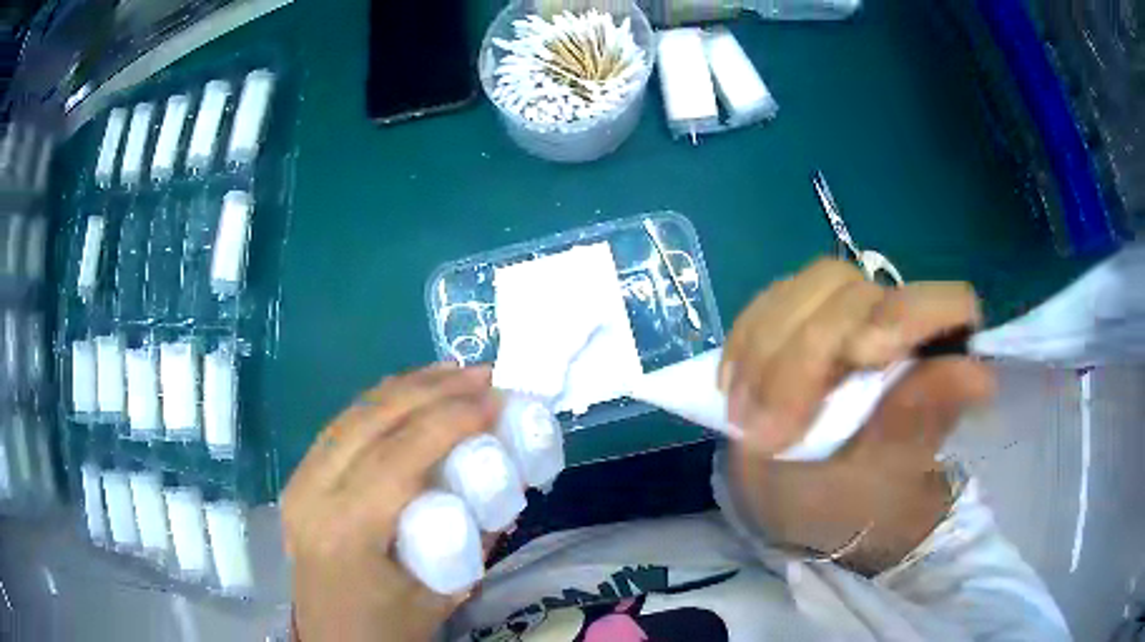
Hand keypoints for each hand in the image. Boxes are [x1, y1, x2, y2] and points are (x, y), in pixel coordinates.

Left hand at [282, 364, 500, 641]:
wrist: (331, 639)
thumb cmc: (388, 626)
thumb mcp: (444, 594)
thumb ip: (476, 535)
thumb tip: (507, 475)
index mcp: (347, 533)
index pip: (398, 458)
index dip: (449, 419)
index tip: (496, 399)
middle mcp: (313, 495)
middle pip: (372, 422)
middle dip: (433, 390)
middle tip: (484, 376)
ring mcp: (300, 480)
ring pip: (354, 414)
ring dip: (408, 386)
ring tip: (455, 373)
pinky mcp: (300, 477)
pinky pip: (342, 425)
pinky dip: (382, 400)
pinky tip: (412, 391)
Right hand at [721, 259, 994, 574]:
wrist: (807, 503)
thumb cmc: (854, 503)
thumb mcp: (882, 476)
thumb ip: (918, 420)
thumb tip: (980, 374)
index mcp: (934, 356)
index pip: (941, 302)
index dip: (903, 317)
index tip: (858, 361)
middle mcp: (897, 321)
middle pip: (854, 291)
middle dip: (805, 356)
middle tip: (768, 431)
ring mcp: (846, 314)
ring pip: (807, 288)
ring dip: (766, 349)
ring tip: (744, 414)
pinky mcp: (801, 317)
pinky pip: (768, 303)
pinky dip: (745, 342)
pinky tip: (734, 386)